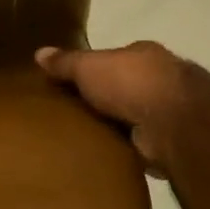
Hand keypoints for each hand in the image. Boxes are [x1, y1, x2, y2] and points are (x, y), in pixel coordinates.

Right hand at [36, 40, 206, 176]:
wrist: (171, 122)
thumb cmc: (130, 82)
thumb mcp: (88, 66)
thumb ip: (66, 62)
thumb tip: (38, 53)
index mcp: (142, 56)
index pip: (112, 60)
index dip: (91, 70)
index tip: (67, 84)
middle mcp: (157, 80)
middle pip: (121, 88)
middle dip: (100, 100)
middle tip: (66, 114)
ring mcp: (163, 112)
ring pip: (128, 117)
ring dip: (111, 126)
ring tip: (76, 138)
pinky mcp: (164, 141)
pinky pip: (133, 143)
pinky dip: (119, 148)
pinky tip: (97, 156)